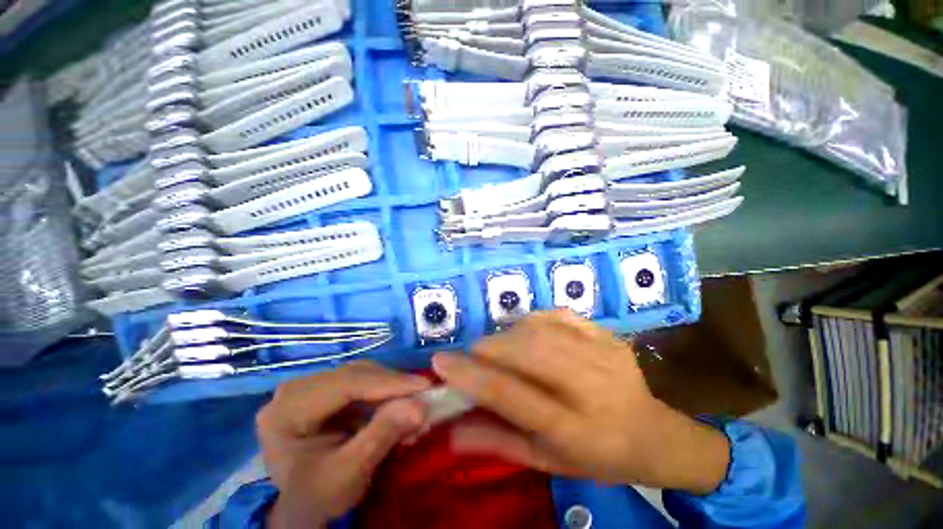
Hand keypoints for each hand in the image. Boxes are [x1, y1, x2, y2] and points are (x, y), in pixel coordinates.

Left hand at [255, 361, 430, 527]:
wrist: (305, 507)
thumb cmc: (318, 497)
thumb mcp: (348, 474)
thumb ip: (381, 437)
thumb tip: (420, 405)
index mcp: (286, 410)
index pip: (344, 384)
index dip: (387, 383)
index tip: (424, 386)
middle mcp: (295, 390)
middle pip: (353, 374)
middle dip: (392, 384)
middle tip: (424, 392)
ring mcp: (311, 387)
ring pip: (361, 373)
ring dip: (391, 385)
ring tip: (414, 397)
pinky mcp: (326, 390)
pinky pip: (362, 381)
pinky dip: (384, 390)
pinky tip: (399, 400)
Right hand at [432, 310, 729, 494]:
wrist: (653, 434)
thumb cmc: (597, 456)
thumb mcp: (547, 462)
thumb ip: (498, 442)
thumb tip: (451, 431)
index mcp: (575, 430)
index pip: (512, 395)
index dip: (471, 376)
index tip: (440, 361)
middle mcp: (591, 386)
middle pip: (526, 351)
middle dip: (489, 349)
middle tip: (474, 355)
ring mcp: (603, 352)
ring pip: (539, 328)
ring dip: (508, 334)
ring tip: (500, 348)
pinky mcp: (606, 333)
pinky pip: (557, 314)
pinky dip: (532, 320)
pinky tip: (528, 334)